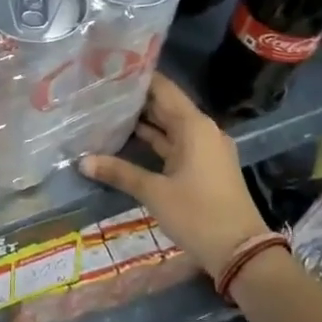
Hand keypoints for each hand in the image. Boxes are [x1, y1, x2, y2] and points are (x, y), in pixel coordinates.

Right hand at [78, 73, 269, 278]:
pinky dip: (153, 142)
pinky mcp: (202, 167)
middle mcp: (201, 130)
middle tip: (99, 91)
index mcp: (194, 126)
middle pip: (165, 106)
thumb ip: (119, 172)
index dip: (138, 78)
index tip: (109, 70)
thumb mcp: (154, 192)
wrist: (240, 251)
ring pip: (168, 127)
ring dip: (142, 122)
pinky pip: (173, 145)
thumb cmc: (198, 214)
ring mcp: (204, 150)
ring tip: (105, 112)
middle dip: (135, 100)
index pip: (163, 89)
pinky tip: (125, 141)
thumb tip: (82, 161)